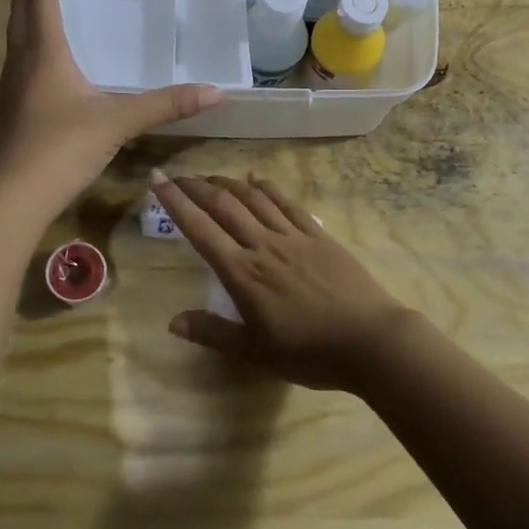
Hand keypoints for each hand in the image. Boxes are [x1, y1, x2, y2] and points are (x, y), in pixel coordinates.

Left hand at [0, 0, 222, 220]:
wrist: (12, 197)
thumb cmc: (60, 148)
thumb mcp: (118, 123)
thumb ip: (166, 105)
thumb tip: (216, 91)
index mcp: (44, 53)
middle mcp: (23, 62)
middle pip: (21, 12)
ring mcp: (13, 88)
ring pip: (17, 38)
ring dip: (28, 14)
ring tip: (45, 3)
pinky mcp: (14, 111)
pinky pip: (22, 63)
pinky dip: (32, 46)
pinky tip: (49, 62)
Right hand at [152, 172, 415, 393]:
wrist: (370, 341)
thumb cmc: (309, 352)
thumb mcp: (255, 352)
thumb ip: (213, 333)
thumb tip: (173, 321)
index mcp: (243, 274)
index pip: (201, 230)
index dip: (176, 203)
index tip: (158, 181)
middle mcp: (264, 245)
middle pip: (224, 206)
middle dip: (197, 187)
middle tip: (178, 176)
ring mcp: (294, 236)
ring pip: (254, 199)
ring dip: (228, 183)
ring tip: (210, 177)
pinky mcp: (319, 235)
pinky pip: (288, 203)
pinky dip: (268, 188)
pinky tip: (257, 179)